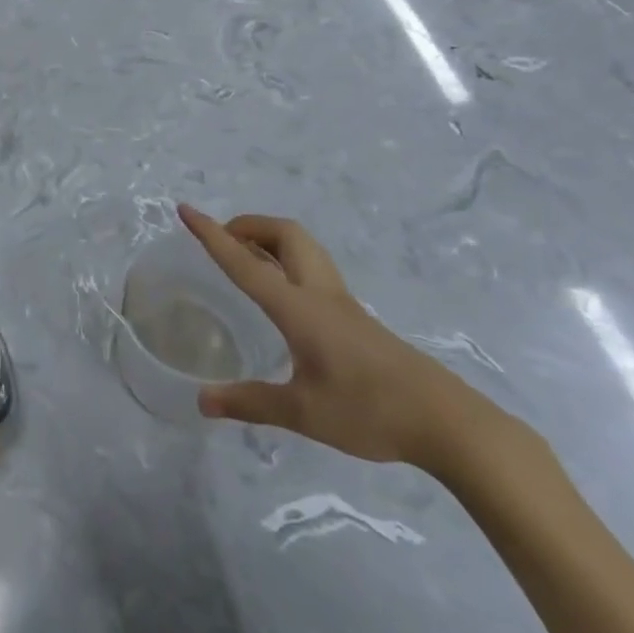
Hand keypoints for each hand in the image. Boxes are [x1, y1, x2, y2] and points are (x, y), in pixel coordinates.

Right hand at [177, 204, 498, 470]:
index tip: (185, 209)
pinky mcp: (357, 318)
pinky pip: (314, 269)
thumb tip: (202, 402)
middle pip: (285, 234)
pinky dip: (287, 262)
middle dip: (249, 225)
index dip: (212, 235)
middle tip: (223, 239)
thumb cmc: (370, 411)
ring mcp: (343, 304)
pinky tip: (283, 296)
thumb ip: (250, 403)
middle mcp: (319, 293)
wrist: (448, 423)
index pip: (244, 262)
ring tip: (247, 259)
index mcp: (298, 308)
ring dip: (270, 239)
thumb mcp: (303, 412)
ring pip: (304, 248)